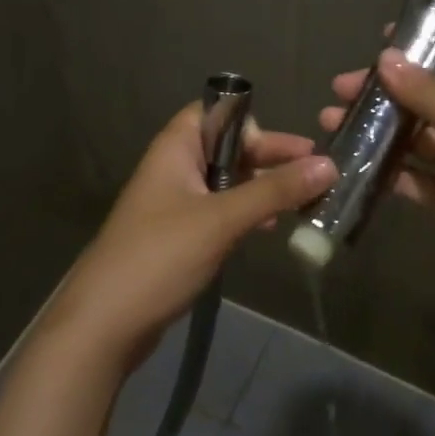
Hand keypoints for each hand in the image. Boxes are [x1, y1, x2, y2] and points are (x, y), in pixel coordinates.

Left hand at [44, 106, 335, 370]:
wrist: (105, 324)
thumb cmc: (160, 256)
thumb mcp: (222, 220)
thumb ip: (275, 191)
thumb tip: (330, 164)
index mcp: (176, 147)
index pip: (218, 111)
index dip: (254, 124)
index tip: (290, 149)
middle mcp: (176, 166)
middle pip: (230, 146)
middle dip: (271, 158)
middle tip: (317, 174)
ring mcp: (177, 202)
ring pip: (229, 181)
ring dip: (265, 188)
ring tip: (306, 203)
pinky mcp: (182, 235)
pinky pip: (222, 211)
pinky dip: (249, 213)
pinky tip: (272, 228)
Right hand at [320, 45, 434, 320]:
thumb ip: (428, 94)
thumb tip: (385, 56)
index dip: (425, 44)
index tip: (379, 42)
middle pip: (427, 97)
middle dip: (386, 92)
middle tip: (340, 90)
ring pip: (415, 137)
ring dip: (378, 129)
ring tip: (332, 122)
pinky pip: (413, 176)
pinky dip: (385, 169)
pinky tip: (351, 162)